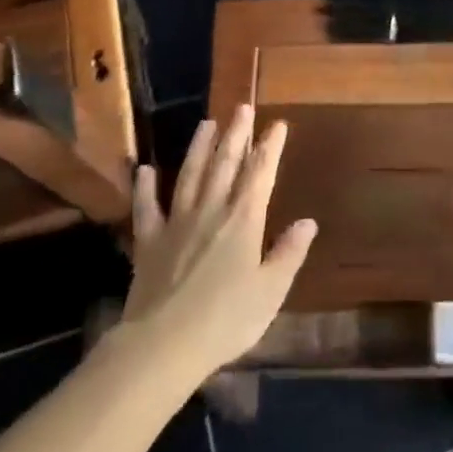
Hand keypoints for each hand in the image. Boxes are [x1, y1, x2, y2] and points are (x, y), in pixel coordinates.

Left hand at [116, 104, 316, 379]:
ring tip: (207, 123)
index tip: (277, 124)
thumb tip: (308, 222)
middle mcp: (211, 210)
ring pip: (190, 174)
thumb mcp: (270, 291)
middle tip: (242, 108)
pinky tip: (144, 169)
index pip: (261, 173)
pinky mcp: (148, 240)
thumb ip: (289, 254)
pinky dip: (144, 187)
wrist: (164, 344)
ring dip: (199, 147)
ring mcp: (176, 222)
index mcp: (244, 220)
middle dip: (236, 134)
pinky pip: (146, 207)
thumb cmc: (226, 320)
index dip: (270, 147)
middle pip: (225, 164)